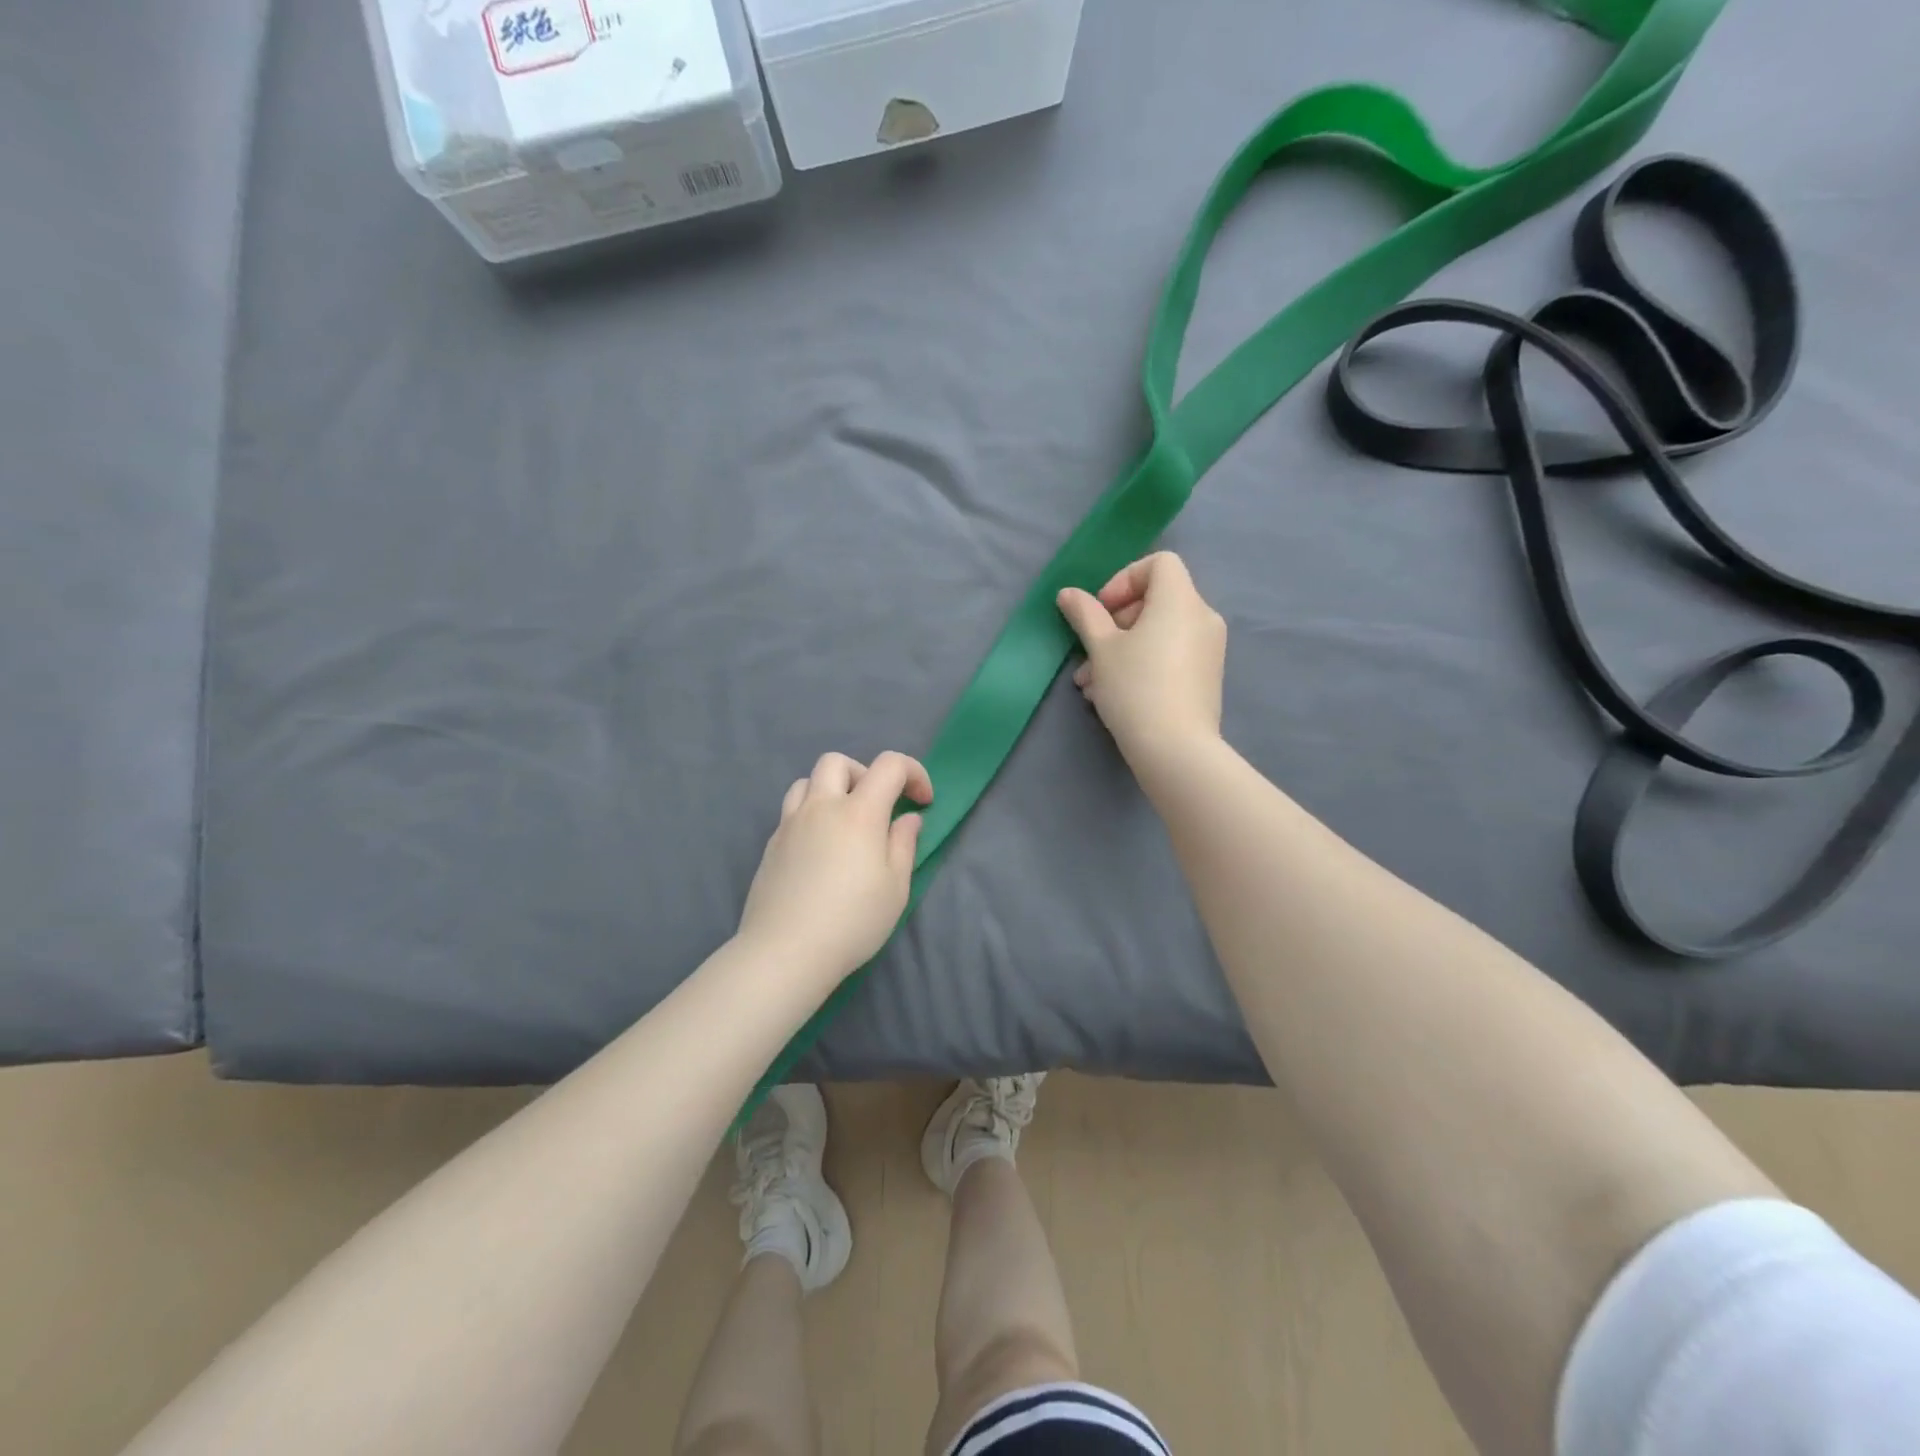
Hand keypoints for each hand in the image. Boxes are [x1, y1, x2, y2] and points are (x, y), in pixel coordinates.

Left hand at [736, 750, 933, 984]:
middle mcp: (821, 807)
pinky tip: (820, 850)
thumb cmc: (852, 921)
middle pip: (838, 762)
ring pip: (807, 781)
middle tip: (877, 807)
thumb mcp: (895, 888)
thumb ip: (903, 844)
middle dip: (864, 774)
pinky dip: (811, 814)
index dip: (913, 773)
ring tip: (844, 823)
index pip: (889, 765)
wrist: (786, 952)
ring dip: (831, 790)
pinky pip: (792, 810)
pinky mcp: (771, 844)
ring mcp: (790, 824)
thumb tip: (907, 819)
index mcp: (859, 812)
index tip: (923, 802)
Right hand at [1056, 552, 1226, 764]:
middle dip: (1115, 622)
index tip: (1102, 610)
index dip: (1124, 579)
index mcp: (1180, 601)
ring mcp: (1209, 649)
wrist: (1176, 750)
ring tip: (1090, 682)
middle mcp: (1202, 617)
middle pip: (1156, 600)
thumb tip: (1069, 593)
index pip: (1160, 563)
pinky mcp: (1206, 677)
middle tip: (1089, 652)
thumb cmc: (1135, 688)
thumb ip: (1085, 615)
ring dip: (1121, 649)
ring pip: (1158, 633)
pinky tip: (1112, 695)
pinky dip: (1143, 663)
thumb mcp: (1101, 649)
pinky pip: (1170, 655)